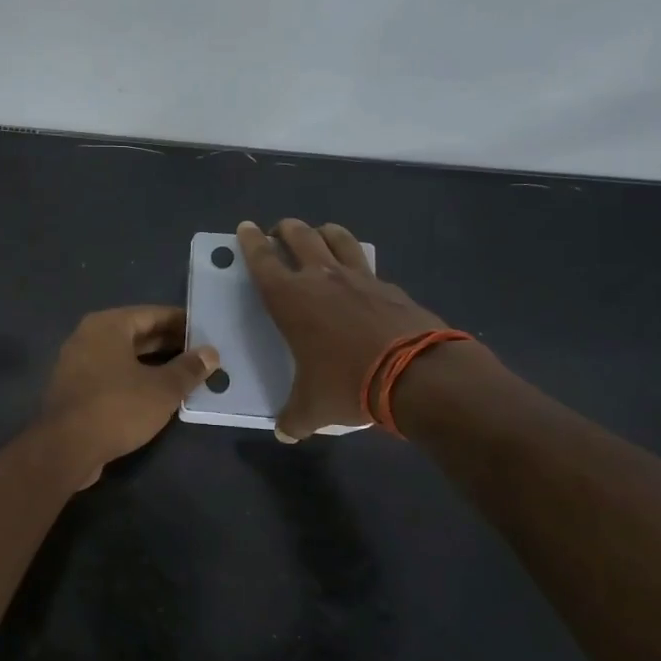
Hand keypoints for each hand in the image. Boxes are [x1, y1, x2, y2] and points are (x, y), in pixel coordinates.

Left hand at [38, 306, 218, 486]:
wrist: (65, 449)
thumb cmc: (117, 407)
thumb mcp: (162, 389)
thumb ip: (188, 369)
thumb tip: (211, 353)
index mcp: (108, 325)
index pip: (153, 314)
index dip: (182, 323)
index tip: (207, 333)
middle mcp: (89, 337)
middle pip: (137, 335)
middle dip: (170, 345)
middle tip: (202, 356)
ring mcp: (77, 364)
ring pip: (124, 358)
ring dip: (154, 366)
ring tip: (186, 376)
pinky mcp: (75, 390)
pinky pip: (112, 376)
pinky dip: (135, 381)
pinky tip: (157, 396)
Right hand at [236, 219, 448, 440]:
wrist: (416, 374)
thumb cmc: (348, 383)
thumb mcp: (313, 408)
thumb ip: (294, 418)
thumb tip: (285, 433)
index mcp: (290, 298)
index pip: (262, 260)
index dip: (250, 242)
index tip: (245, 227)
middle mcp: (321, 277)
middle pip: (298, 236)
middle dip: (284, 229)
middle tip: (278, 232)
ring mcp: (358, 277)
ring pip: (336, 237)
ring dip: (322, 232)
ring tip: (318, 235)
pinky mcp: (389, 285)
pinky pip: (366, 263)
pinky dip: (355, 262)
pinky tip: (358, 276)